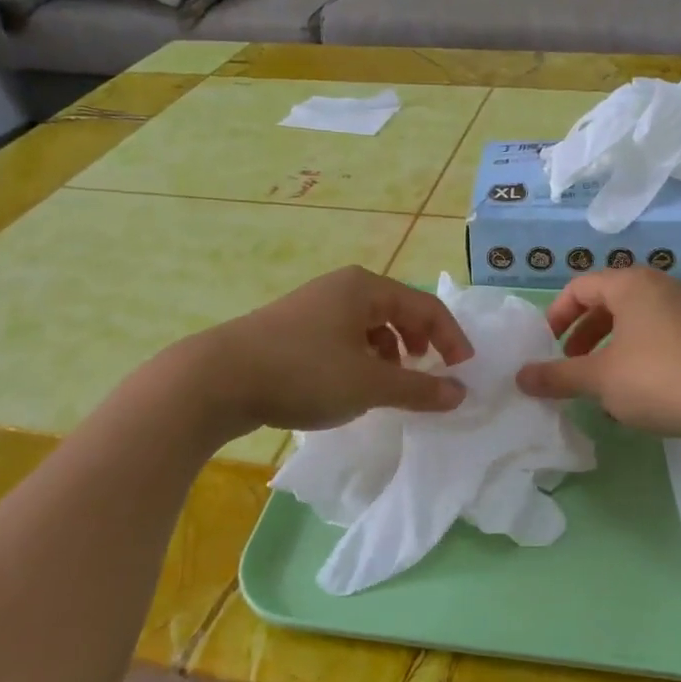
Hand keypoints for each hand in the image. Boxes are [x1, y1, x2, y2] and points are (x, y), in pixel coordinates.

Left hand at [184, 267, 474, 435]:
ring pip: (370, 325)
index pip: (426, 306)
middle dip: (421, 342)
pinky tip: (351, 385)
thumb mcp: (370, 383)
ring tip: (390, 383)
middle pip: (399, 310)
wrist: (217, 380)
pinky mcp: (294, 329)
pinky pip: (345, 337)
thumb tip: (459, 393)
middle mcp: (342, 288)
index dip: (452, 338)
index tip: (463, 371)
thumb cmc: (304, 372)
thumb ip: (419, 389)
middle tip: (428, 372)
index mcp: (366, 288)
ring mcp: (315, 306)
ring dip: (391, 353)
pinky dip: (362, 358)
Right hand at [515, 268, 680, 438]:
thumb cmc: (658, 377)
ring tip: (595, 387)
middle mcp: (658, 290)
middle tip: (568, 366)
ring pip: (631, 327)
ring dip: (606, 354)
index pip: (579, 287)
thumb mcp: (599, 378)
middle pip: (606, 304)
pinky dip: (633, 363)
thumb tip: (519, 377)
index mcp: (630, 285)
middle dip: (581, 336)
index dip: (555, 316)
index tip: (545, 348)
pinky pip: (654, 343)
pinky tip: (629, 400)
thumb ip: (556, 376)